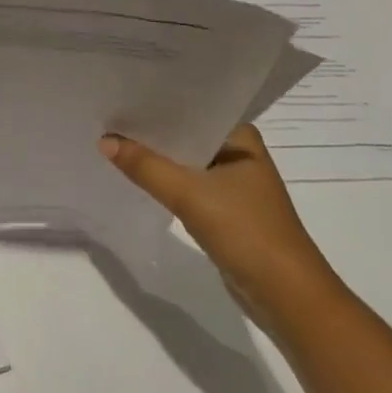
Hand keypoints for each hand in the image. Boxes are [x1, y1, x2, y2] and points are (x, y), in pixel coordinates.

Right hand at [100, 124, 343, 333]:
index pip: (192, 108)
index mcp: (241, 137)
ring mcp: (235, 184)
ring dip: (158, 159)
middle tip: (108, 117)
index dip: (156, 103)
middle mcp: (239, 154)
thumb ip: (145, 166)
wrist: (287, 298)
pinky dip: (167, 183)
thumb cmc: (247, 232)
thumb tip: (104, 140)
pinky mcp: (227, 211)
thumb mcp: (190, 195)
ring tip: (114, 142)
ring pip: (187, 163)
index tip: (120, 95)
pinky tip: (138, 178)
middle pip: (187, 135)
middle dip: (152, 131)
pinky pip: (189, 187)